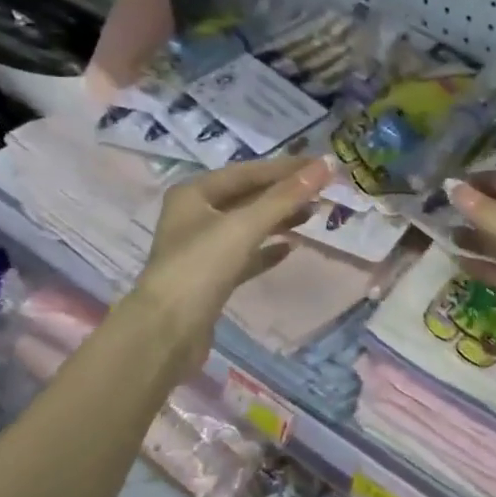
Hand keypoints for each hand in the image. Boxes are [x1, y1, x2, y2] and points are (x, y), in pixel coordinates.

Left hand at [131, 156, 332, 375]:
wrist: (167, 332)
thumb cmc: (201, 267)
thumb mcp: (244, 226)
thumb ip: (286, 197)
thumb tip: (327, 164)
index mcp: (194, 193)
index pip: (247, 172)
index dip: (285, 168)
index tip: (322, 166)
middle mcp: (194, 215)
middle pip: (247, 197)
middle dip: (284, 194)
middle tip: (323, 192)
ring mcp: (201, 248)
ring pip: (247, 226)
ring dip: (279, 220)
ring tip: (312, 216)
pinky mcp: (210, 278)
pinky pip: (244, 256)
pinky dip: (266, 250)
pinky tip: (290, 250)